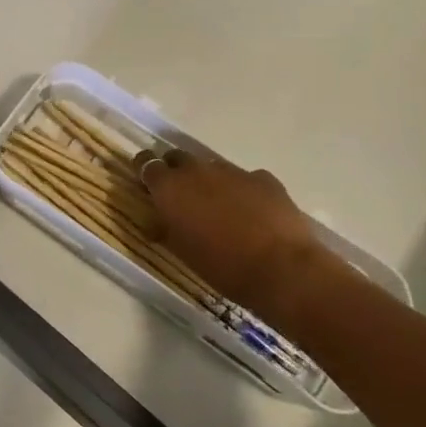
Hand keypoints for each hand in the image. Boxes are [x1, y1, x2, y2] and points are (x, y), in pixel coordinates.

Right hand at [138, 151, 332, 319]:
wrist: (281, 269)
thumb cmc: (221, 266)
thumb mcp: (182, 251)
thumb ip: (165, 228)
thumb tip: (155, 220)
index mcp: (170, 187)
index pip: (146, 163)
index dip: (144, 170)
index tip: (145, 182)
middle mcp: (197, 170)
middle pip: (177, 157)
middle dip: (175, 171)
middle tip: (180, 195)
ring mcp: (232, 171)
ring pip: (212, 168)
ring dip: (209, 181)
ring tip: (218, 207)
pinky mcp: (263, 178)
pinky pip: (245, 179)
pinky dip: (242, 190)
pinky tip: (252, 212)